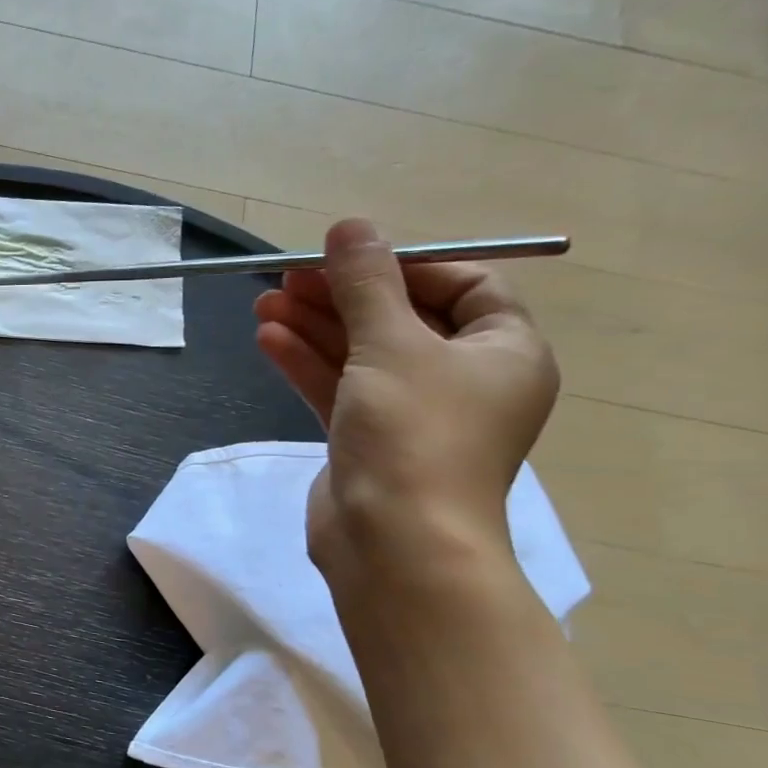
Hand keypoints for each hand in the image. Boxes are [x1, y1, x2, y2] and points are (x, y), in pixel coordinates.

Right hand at [254, 219, 558, 581]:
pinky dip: (307, 364)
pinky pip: (339, 389)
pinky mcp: (368, 441)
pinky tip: (268, 340)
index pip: (466, 286)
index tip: (353, 258)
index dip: (408, 265)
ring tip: (264, 304)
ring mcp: (412, 414)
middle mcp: (463, 380)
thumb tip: (350, 225)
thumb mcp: (391, 344)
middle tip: (289, 276)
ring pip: (361, 355)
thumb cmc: (414, 433)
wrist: (394, 542)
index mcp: (503, 352)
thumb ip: (367, 283)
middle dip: (343, 295)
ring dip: (314, 327)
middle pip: (400, 318)